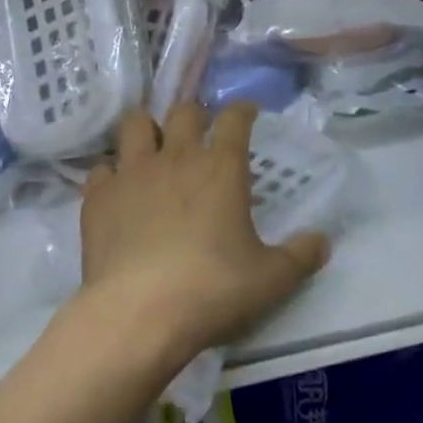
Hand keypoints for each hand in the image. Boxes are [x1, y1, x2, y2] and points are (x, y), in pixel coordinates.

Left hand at [78, 103, 330, 362]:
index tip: (246, 113)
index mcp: (221, 166)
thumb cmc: (213, 289)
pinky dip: (110, 175)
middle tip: (199, 133)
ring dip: (146, 129)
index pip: (234, 118)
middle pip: (183, 111)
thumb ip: (300, 256)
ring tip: (152, 147)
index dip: (242, 110)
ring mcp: (132, 172)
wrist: (140, 312)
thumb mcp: (270, 279)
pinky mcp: (98, 196)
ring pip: (135, 124)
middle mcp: (176, 156)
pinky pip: (101, 169)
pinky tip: (117, 192)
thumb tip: (323, 241)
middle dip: (193, 115)